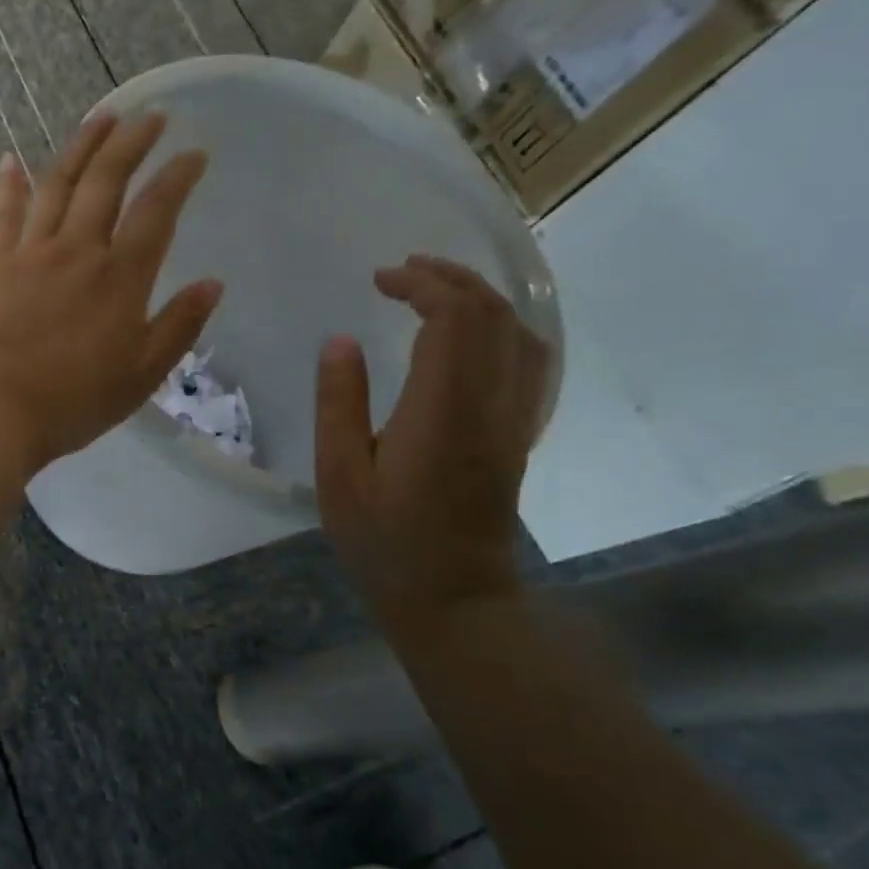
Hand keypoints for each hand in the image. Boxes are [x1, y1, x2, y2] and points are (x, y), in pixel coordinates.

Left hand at [0, 114, 223, 471]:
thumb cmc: (73, 402)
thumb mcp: (141, 375)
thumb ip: (178, 327)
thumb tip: (212, 284)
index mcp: (120, 278)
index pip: (156, 211)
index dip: (178, 176)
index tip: (194, 153)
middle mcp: (78, 250)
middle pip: (107, 180)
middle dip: (132, 141)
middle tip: (151, 116)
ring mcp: (31, 252)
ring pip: (58, 183)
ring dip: (81, 145)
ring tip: (100, 117)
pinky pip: (3, 213)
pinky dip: (9, 183)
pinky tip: (11, 158)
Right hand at [315, 255, 549, 623]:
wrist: (453, 598)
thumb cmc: (383, 540)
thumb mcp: (340, 475)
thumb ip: (339, 403)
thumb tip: (340, 341)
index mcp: (443, 412)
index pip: (454, 320)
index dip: (421, 285)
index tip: (379, 280)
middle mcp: (491, 406)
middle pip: (493, 316)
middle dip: (451, 279)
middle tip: (402, 270)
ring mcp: (514, 421)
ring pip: (519, 335)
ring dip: (480, 299)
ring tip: (433, 289)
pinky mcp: (519, 435)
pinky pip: (529, 362)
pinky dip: (501, 329)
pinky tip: (470, 334)